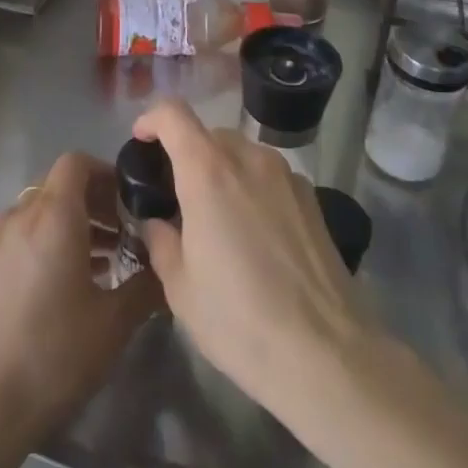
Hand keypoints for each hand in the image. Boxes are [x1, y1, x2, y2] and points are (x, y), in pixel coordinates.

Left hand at [0, 152, 161, 456]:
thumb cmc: (55, 355)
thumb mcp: (114, 323)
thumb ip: (146, 286)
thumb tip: (167, 268)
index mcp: (53, 217)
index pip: (76, 162)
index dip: (105, 173)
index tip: (129, 202)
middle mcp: (20, 217)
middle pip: (58, 185)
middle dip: (93, 201)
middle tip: (122, 234)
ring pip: (39, 211)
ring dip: (71, 223)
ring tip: (101, 263)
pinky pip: (21, 235)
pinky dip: (46, 241)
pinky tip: (65, 285)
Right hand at [132, 98, 373, 427]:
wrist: (326, 354)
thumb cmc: (239, 320)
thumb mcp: (180, 288)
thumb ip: (161, 241)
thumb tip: (158, 222)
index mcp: (207, 171)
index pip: (173, 114)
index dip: (151, 119)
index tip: (141, 142)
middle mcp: (248, 158)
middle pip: (208, 134)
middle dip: (186, 155)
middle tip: (177, 199)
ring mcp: (285, 175)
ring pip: (241, 154)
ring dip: (221, 172)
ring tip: (217, 221)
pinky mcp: (311, 197)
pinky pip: (268, 176)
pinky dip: (251, 189)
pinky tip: (255, 238)